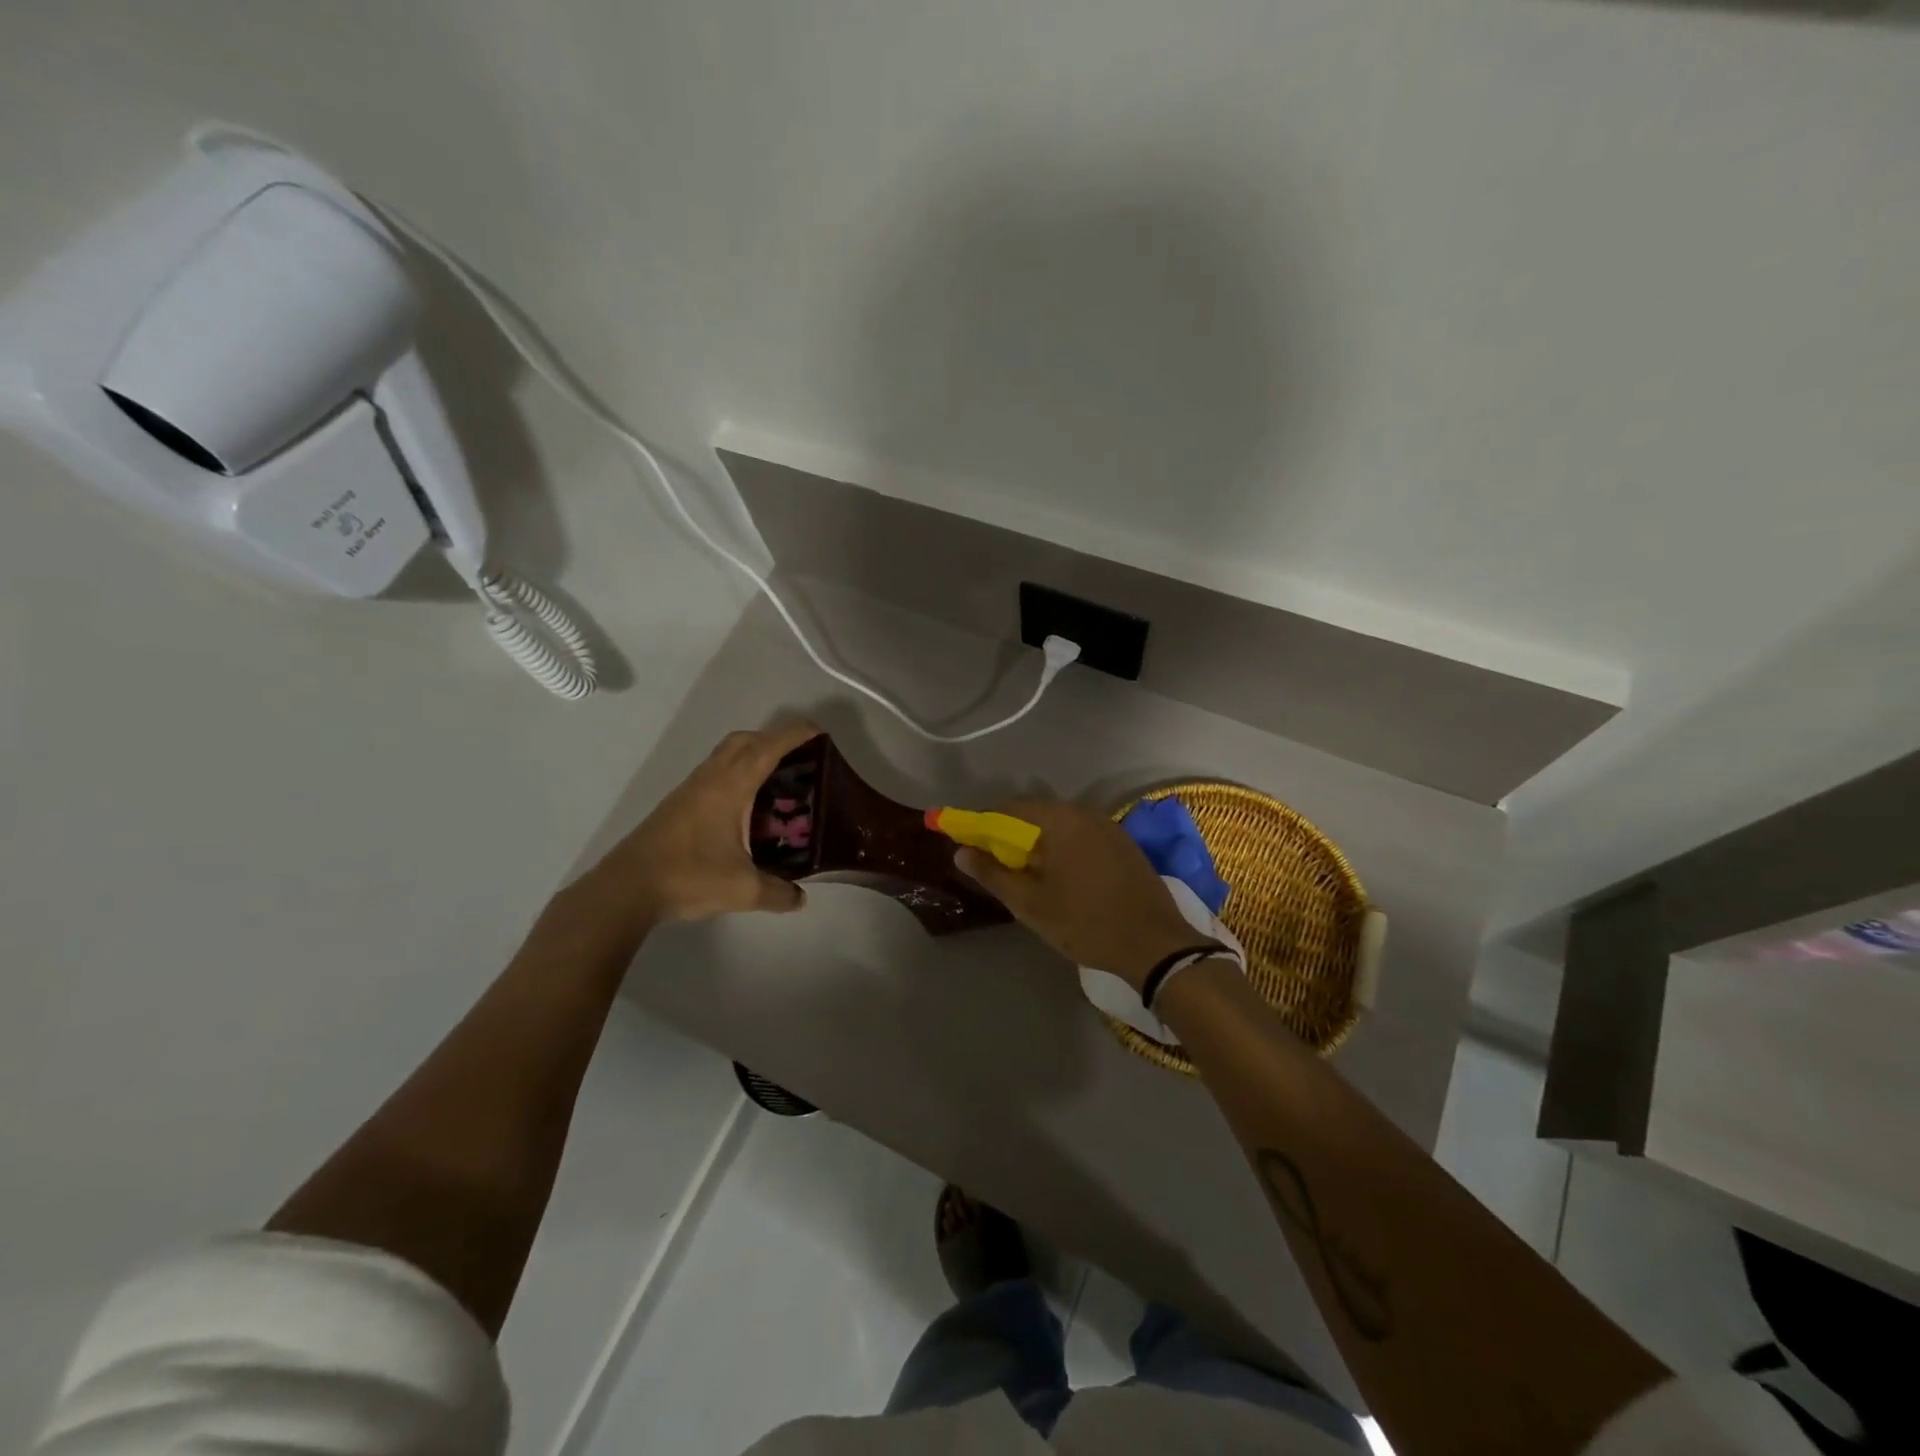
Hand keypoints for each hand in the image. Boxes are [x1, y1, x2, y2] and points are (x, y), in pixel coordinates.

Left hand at [596, 720, 819, 927]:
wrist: (627, 888)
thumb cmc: (689, 877)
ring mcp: (690, 789)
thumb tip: (800, 899)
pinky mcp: (678, 805)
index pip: (767, 747)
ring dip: (752, 754)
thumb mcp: (743, 890)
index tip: (818, 732)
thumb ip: (778, 892)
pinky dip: (736, 773)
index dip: (794, 734)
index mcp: (730, 787)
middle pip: (744, 740)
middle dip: (774, 739)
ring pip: (725, 755)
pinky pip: (714, 773)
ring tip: (777, 779)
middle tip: (800, 758)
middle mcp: (710, 778)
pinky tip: (745, 805)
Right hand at [954, 799, 1205, 992]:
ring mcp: (1108, 826)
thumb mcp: (1030, 903)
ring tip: (1028, 876)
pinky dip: (1063, 848)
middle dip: (1010, 836)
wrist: (1154, 944)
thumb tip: (961, 851)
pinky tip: (1062, 877)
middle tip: (997, 867)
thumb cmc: (1084, 922)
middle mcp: (1083, 812)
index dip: (983, 826)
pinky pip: (1081, 836)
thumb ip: (992, 873)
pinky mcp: (1123, 843)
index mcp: (1058, 819)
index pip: (1007, 809)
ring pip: (1059, 827)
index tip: (969, 847)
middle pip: (1034, 815)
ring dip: (1038, 844)